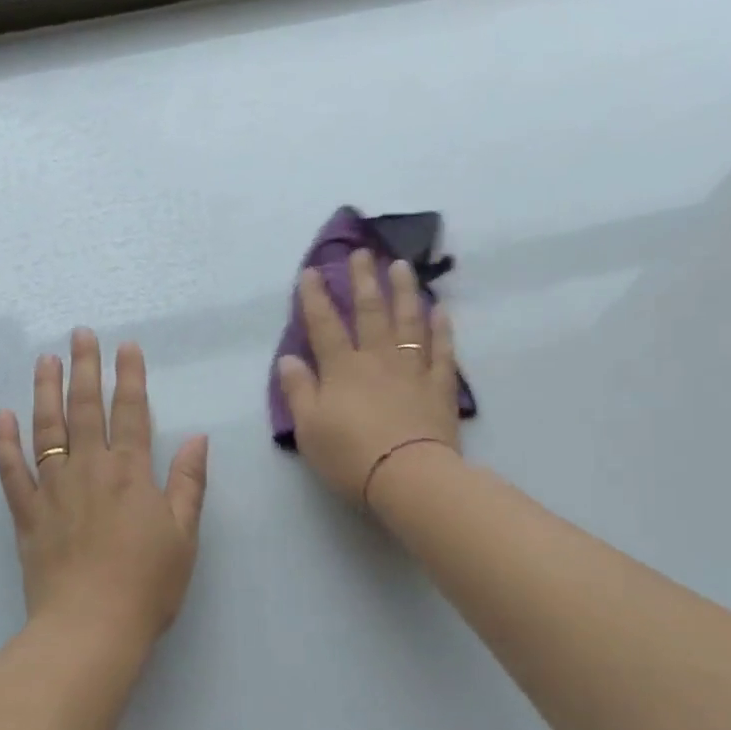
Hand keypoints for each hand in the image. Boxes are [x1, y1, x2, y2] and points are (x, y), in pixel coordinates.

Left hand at [0, 329, 209, 646]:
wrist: (91, 629)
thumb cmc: (147, 584)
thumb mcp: (183, 535)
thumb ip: (189, 483)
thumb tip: (199, 437)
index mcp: (131, 473)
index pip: (131, 412)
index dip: (130, 376)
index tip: (126, 346)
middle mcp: (89, 470)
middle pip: (86, 409)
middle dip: (85, 368)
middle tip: (79, 334)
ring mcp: (53, 490)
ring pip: (46, 429)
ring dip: (45, 391)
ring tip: (44, 360)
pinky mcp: (27, 514)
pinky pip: (11, 472)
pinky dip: (4, 443)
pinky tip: (1, 416)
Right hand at [277, 251, 462, 507]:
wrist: (408, 477)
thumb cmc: (350, 456)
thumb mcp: (309, 428)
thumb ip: (298, 391)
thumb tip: (289, 359)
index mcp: (342, 369)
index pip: (324, 325)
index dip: (315, 297)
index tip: (311, 271)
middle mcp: (377, 359)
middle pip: (370, 312)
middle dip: (363, 280)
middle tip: (363, 252)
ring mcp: (412, 370)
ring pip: (409, 322)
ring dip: (405, 292)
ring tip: (402, 267)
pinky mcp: (439, 387)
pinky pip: (442, 351)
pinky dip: (441, 329)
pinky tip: (440, 309)